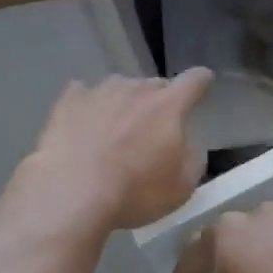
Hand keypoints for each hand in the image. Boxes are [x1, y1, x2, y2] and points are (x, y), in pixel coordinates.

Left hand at [26, 71, 212, 231]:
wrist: (72, 191)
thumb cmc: (134, 191)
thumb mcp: (181, 187)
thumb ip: (193, 159)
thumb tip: (188, 144)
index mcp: (168, 106)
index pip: (194, 81)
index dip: (201, 81)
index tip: (203, 82)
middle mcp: (136, 88)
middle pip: (154, 86)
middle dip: (158, 103)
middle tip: (151, 131)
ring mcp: (100, 90)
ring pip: (120, 88)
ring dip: (123, 104)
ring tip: (114, 132)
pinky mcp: (69, 100)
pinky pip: (84, 94)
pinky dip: (88, 106)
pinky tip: (83, 125)